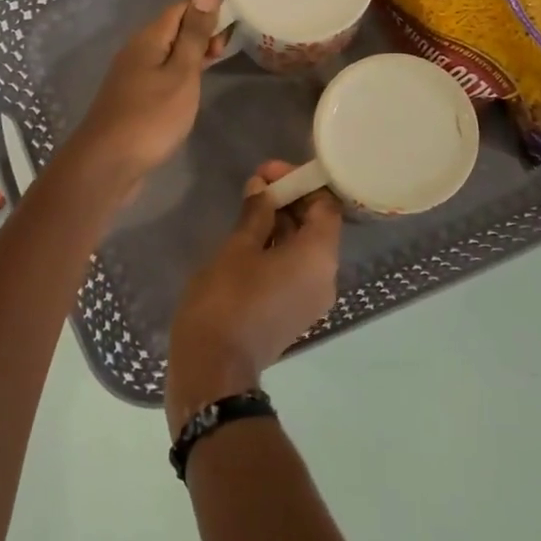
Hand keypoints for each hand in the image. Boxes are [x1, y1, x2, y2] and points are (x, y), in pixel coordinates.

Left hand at [63, 0, 224, 198]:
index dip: (207, 8)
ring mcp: (131, 75)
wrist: (107, 163)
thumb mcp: (181, 74)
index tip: (235, 22)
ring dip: (192, 53)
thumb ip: (194, 35)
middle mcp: (136, 50)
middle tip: (227, 50)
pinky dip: (180, 72)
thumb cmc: (151, 117)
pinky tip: (191, 87)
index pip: (181, 7)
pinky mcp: (132, 97)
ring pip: (166, 52)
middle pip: (172, 28)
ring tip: (216, 64)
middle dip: (201, 31)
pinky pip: (160, 72)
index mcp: (148, 39)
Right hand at [165, 161, 342, 436]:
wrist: (214, 368)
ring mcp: (312, 299)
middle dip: (290, 201)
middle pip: (318, 226)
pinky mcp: (295, 313)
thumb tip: (262, 187)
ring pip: (306, 249)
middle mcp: (326, 277)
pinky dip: (279, 250)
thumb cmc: (226, 299)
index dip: (300, 183)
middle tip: (256, 186)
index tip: (269, 173)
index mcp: (319, 256)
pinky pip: (296, 270)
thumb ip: (255, 213)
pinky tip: (250, 240)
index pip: (326, 205)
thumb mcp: (237, 248)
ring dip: (282, 225)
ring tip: (249, 209)